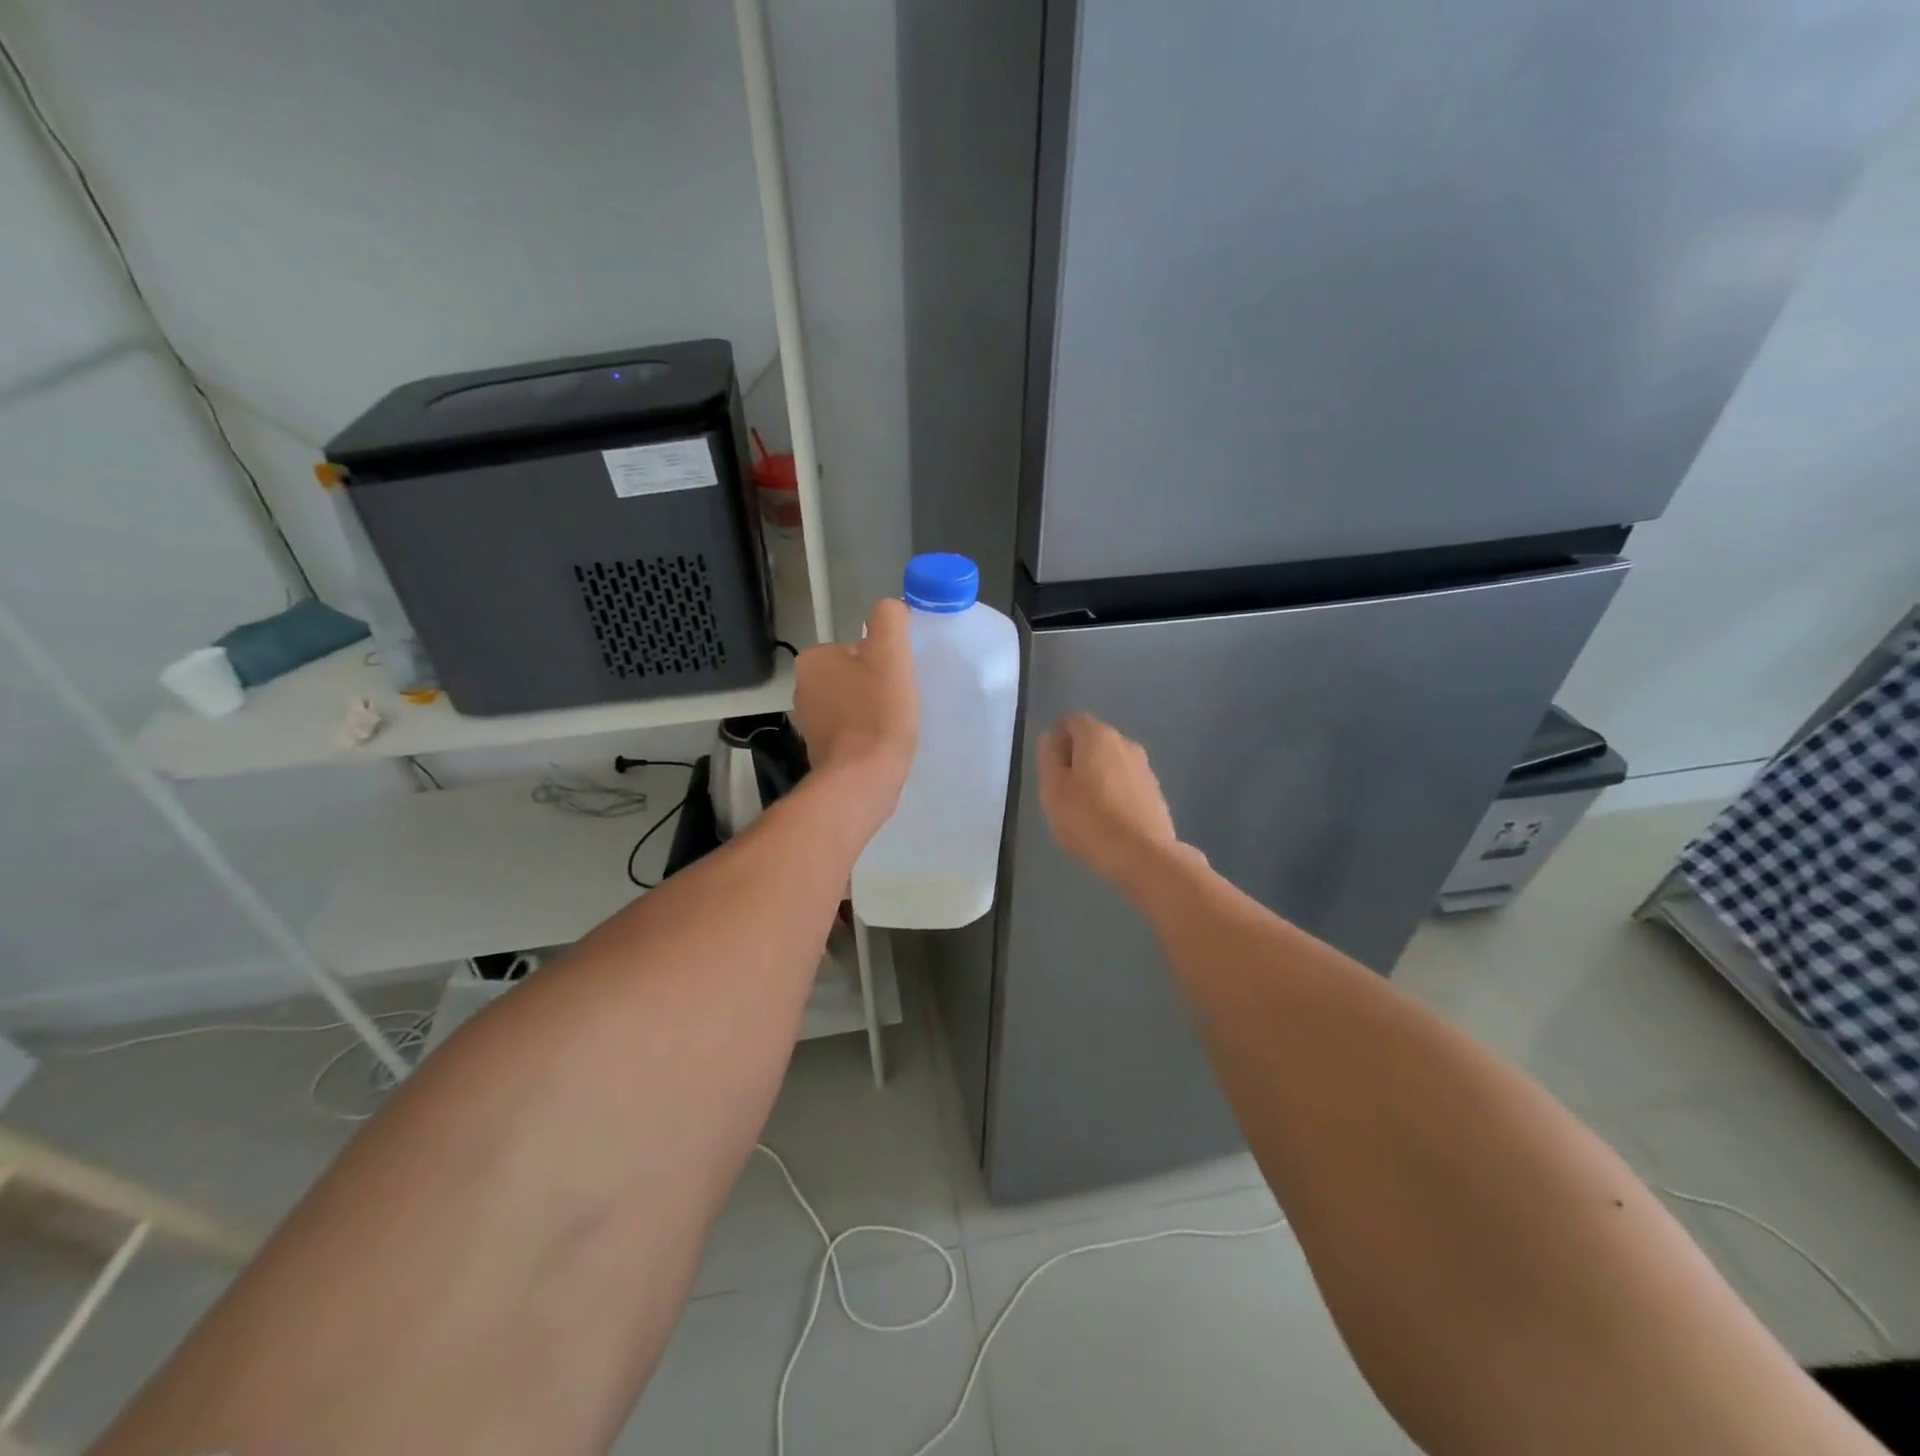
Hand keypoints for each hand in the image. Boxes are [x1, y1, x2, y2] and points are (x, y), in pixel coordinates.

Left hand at [793, 598, 917, 810]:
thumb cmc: (877, 714)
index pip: (857, 647)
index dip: (885, 661)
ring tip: (894, 725)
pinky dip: (867, 735)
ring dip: (874, 711)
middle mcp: (803, 688)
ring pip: (853, 704)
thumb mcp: (890, 654)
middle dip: (878, 686)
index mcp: (813, 660)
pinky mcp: (821, 751)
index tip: (899, 680)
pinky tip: (882, 745)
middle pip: (855, 675)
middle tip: (900, 702)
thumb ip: (889, 620)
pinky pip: (851, 732)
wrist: (862, 780)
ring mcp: (809, 723)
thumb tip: (891, 608)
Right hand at [1036, 713, 1186, 888]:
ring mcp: (1144, 767)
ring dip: (1095, 775)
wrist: (1143, 855)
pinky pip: (1125, 782)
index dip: (1056, 738)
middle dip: (1075, 756)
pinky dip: (1112, 791)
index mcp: (1097, 736)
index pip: (1071, 721)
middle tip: (1060, 788)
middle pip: (1093, 739)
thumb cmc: (1089, 820)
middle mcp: (1125, 743)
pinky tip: (1105, 818)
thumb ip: (1048, 758)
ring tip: (1082, 806)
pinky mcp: (1155, 791)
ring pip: (1111, 761)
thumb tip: (1050, 740)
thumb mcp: (1053, 789)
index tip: (1047, 765)